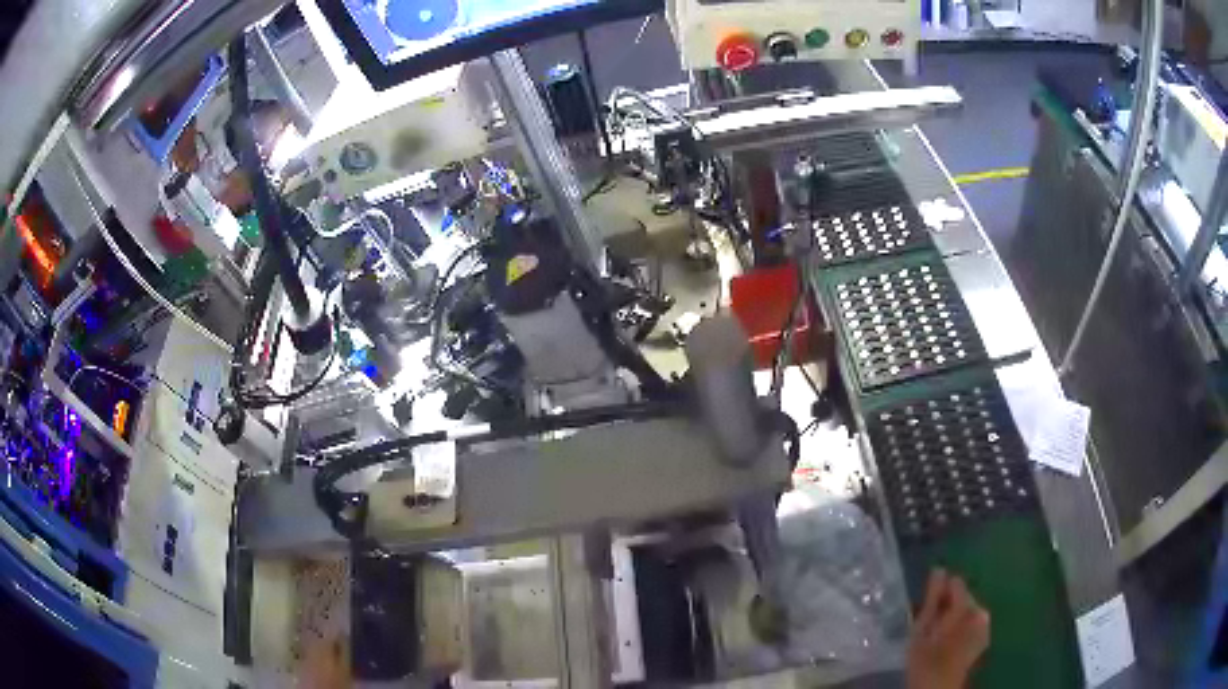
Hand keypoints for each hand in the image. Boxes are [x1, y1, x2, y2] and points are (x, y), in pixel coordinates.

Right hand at [907, 569, 990, 688]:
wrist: (938, 687)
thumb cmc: (925, 659)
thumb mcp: (921, 629)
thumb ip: (932, 598)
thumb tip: (939, 569)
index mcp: (967, 607)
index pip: (956, 583)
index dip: (940, 591)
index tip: (925, 606)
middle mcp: (981, 611)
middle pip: (963, 597)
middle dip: (947, 605)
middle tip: (929, 624)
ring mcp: (985, 625)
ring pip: (967, 610)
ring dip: (953, 616)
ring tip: (937, 634)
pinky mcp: (984, 637)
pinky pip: (971, 622)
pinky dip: (960, 626)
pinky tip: (948, 641)